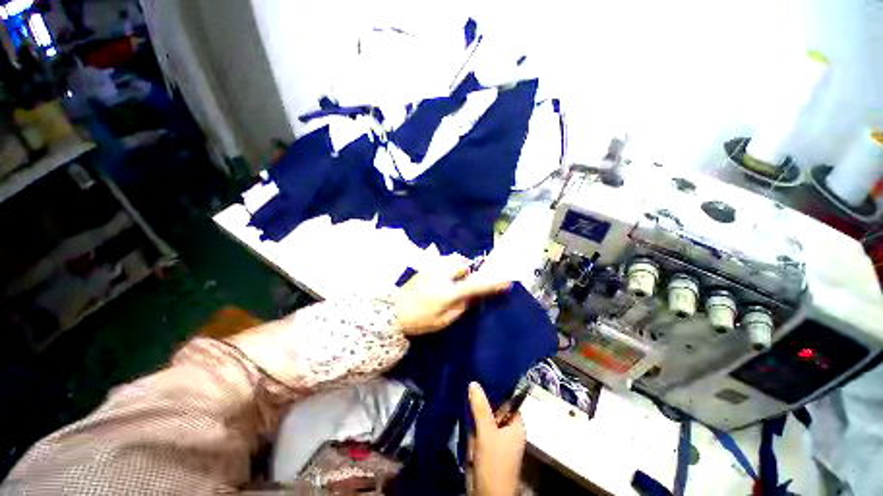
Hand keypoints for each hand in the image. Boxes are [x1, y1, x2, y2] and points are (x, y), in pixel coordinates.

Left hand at [393, 265, 510, 336]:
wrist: (392, 311)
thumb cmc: (419, 320)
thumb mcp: (443, 320)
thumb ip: (461, 307)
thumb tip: (473, 296)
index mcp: (447, 292)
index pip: (475, 285)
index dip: (492, 283)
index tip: (507, 281)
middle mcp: (441, 274)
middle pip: (463, 264)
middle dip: (467, 273)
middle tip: (462, 286)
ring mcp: (432, 267)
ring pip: (453, 260)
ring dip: (458, 269)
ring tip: (451, 282)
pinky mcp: (426, 266)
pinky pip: (444, 261)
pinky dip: (449, 267)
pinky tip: (441, 279)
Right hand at [469, 382, 525, 495]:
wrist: (487, 495)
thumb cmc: (494, 463)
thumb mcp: (486, 433)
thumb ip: (480, 408)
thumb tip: (473, 383)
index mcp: (516, 426)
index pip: (508, 401)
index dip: (497, 390)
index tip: (483, 377)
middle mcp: (508, 431)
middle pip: (495, 409)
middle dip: (483, 401)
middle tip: (471, 385)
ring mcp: (497, 439)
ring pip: (486, 418)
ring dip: (476, 412)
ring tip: (466, 394)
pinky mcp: (486, 447)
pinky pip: (479, 429)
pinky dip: (473, 424)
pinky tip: (464, 412)